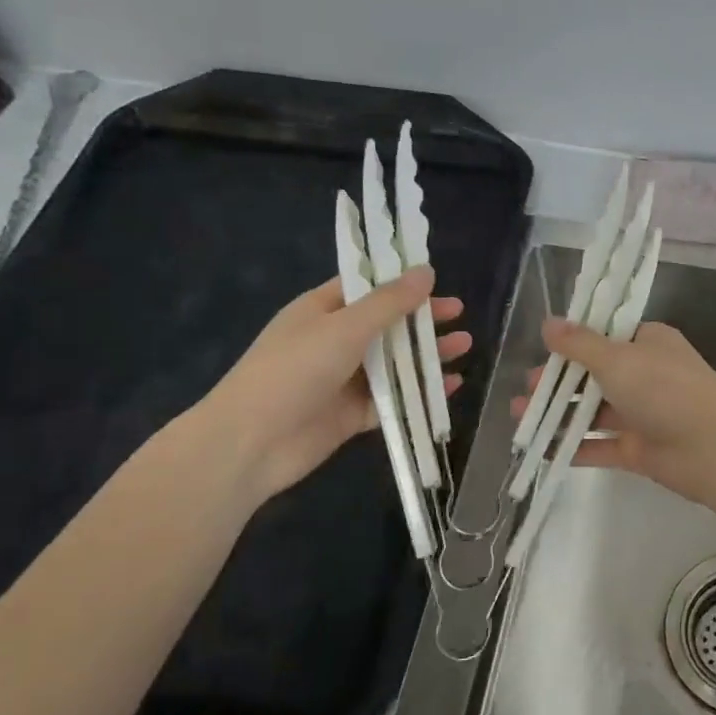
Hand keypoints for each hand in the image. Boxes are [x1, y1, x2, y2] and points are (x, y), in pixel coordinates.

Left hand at [197, 266, 470, 501]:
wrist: (251, 444)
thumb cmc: (294, 371)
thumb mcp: (345, 327)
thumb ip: (390, 302)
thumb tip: (426, 270)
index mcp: (322, 311)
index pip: (366, 287)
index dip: (401, 282)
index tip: (437, 281)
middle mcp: (333, 341)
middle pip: (386, 325)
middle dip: (422, 320)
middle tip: (460, 315)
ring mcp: (344, 379)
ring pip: (394, 363)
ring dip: (427, 355)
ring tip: (465, 346)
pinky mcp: (353, 414)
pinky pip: (395, 399)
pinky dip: (421, 393)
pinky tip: (451, 386)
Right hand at [509, 319, 715, 506]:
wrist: (713, 448)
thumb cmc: (664, 389)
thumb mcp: (617, 358)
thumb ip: (579, 344)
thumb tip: (548, 323)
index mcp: (648, 343)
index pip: (606, 335)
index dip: (574, 341)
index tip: (543, 348)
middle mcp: (646, 375)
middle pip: (595, 374)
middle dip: (559, 381)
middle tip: (527, 387)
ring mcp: (643, 414)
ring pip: (594, 411)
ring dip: (559, 413)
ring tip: (520, 417)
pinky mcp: (639, 450)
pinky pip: (599, 445)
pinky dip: (572, 447)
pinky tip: (540, 449)